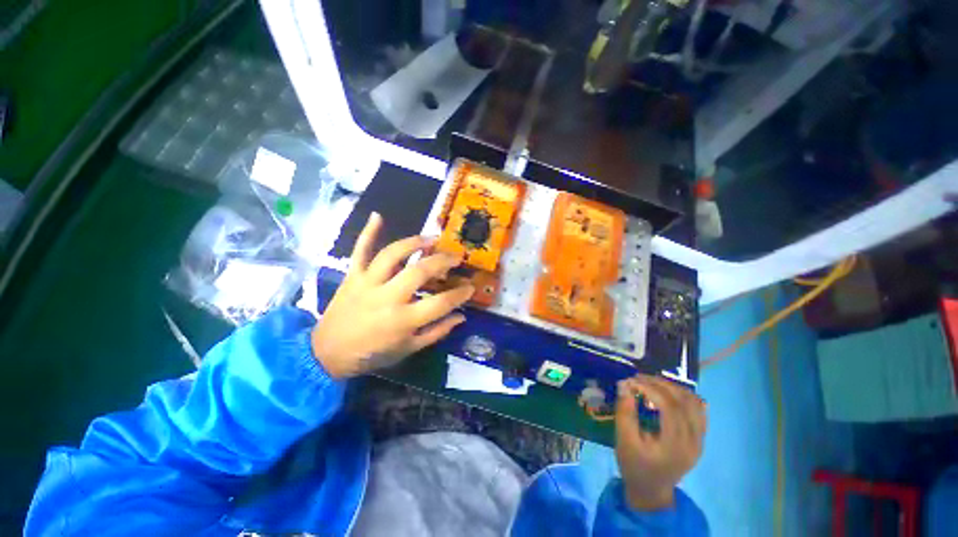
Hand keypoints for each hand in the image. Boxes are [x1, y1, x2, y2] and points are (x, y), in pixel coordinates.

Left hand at [312, 212, 474, 378]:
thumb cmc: (373, 354)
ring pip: (392, 255)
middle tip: (456, 256)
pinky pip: (360, 250)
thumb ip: (437, 332)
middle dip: (442, 261)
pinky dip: (368, 232)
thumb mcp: (409, 349)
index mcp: (403, 320)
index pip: (440, 303)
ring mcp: (367, 283)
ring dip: (414, 243)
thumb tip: (461, 317)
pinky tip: (378, 216)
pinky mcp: (352, 276)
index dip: (459, 294)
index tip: (470, 286)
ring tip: (432, 238)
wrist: (327, 354)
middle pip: (419, 271)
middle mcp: (387, 298)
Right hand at [614, 375, 706, 511]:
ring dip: (673, 388)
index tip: (631, 381)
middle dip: (660, 384)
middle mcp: (694, 441)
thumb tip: (624, 385)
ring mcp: (700, 440)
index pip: (670, 407)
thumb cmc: (634, 465)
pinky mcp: (699, 438)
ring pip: (694, 403)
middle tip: (639, 378)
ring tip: (651, 383)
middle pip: (684, 401)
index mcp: (675, 445)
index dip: (650, 388)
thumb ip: (625, 412)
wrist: (651, 490)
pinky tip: (669, 393)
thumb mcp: (623, 440)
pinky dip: (684, 397)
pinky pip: (698, 410)